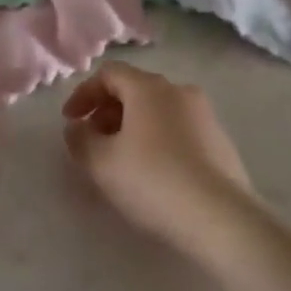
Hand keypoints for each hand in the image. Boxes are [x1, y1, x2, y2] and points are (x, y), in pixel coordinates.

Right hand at [61, 63, 253, 253]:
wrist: (220, 216)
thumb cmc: (153, 181)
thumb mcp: (101, 163)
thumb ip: (80, 139)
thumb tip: (78, 127)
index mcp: (149, 88)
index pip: (109, 73)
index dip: (84, 94)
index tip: (70, 121)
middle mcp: (179, 91)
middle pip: (135, 89)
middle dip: (107, 111)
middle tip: (93, 141)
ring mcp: (204, 114)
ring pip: (158, 109)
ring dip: (132, 126)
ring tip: (121, 159)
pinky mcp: (220, 140)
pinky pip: (178, 128)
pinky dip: (156, 138)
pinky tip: (153, 172)